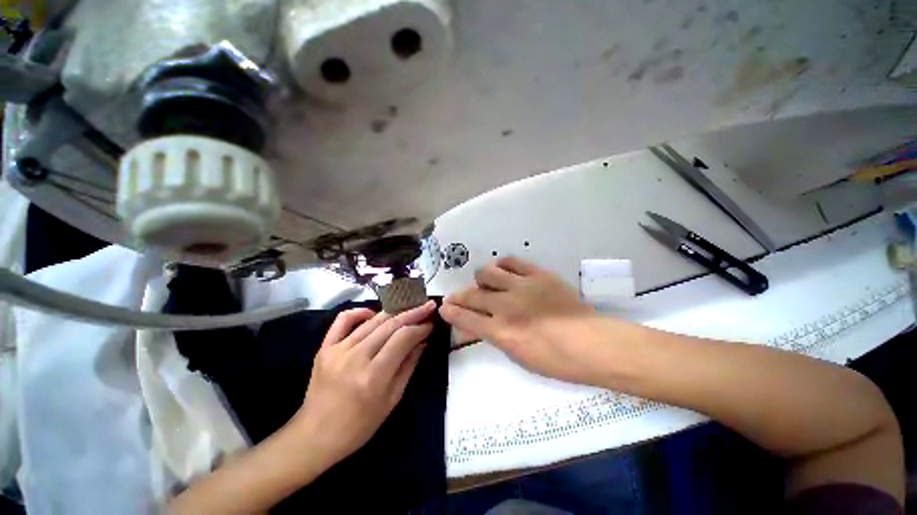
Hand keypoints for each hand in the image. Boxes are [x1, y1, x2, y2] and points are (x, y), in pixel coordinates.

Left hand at [294, 301, 435, 464]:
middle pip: (390, 324)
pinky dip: (361, 312)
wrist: (315, 436)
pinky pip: (344, 320)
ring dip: (395, 311)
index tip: (432, 323)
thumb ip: (409, 366)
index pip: (403, 338)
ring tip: (410, 307)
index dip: (420, 327)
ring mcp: (338, 350)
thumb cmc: (359, 425)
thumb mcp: (392, 399)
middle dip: (413, 312)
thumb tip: (423, 341)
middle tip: (428, 306)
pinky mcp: (325, 347)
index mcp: (374, 376)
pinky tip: (374, 314)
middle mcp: (356, 357)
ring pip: (373, 320)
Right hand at [440, 257, 608, 384]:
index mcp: (501, 332)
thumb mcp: (519, 356)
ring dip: (482, 279)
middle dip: (459, 296)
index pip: (466, 318)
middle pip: (472, 295)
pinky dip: (502, 265)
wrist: (591, 343)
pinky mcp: (537, 274)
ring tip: (486, 283)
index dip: (451, 312)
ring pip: (488, 273)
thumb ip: (496, 336)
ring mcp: (521, 287)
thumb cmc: (555, 360)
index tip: (444, 307)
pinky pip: (512, 261)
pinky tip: (503, 270)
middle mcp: (506, 306)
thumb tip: (481, 323)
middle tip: (457, 296)